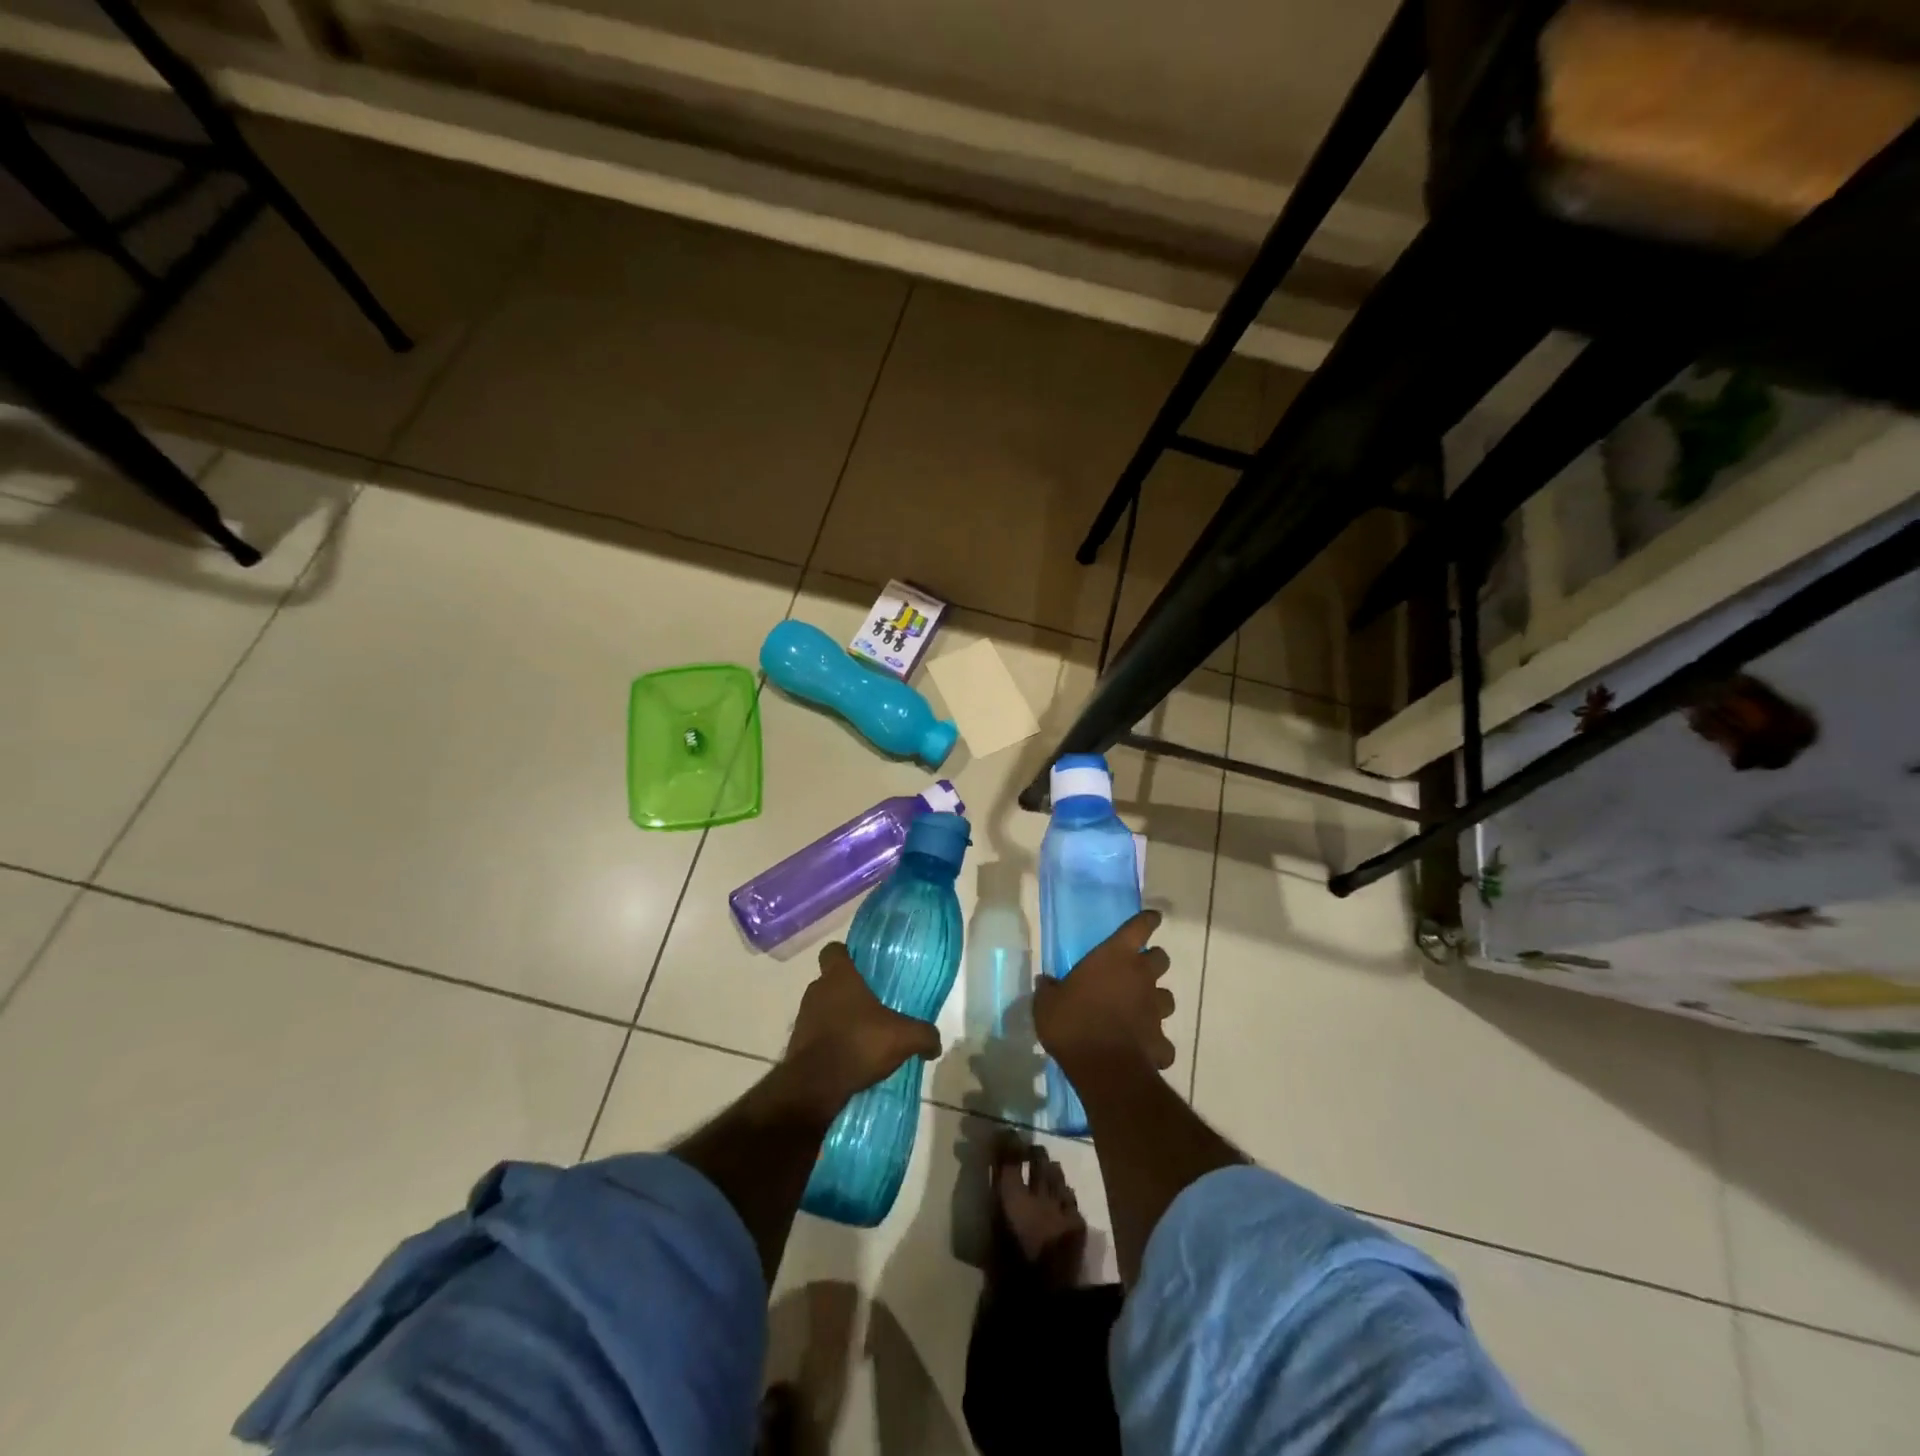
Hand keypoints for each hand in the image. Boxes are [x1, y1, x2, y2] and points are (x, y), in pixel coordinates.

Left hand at [784, 942, 942, 1116]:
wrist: (816, 1086)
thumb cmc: (859, 1043)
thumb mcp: (904, 1038)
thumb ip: (924, 1035)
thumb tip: (935, 1044)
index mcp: (839, 977)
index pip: (833, 950)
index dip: (845, 955)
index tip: (861, 966)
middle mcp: (817, 991)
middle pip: (831, 982)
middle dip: (848, 992)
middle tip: (872, 1006)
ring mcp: (803, 1018)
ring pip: (823, 1009)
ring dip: (838, 1018)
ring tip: (862, 1036)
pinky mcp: (797, 1044)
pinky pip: (817, 1035)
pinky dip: (830, 1042)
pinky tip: (849, 1058)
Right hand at [1033, 910, 1174, 1078]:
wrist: (1103, 1067)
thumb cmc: (1073, 1023)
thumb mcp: (1047, 1004)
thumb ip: (1049, 989)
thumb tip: (1046, 982)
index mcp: (1116, 957)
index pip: (1140, 927)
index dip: (1148, 920)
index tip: (1153, 917)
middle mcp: (1141, 977)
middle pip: (1162, 958)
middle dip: (1153, 962)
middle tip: (1137, 970)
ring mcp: (1155, 1009)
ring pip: (1167, 997)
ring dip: (1156, 1000)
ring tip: (1141, 1010)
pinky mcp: (1161, 1041)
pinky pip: (1163, 1040)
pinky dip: (1156, 1042)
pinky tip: (1143, 1048)